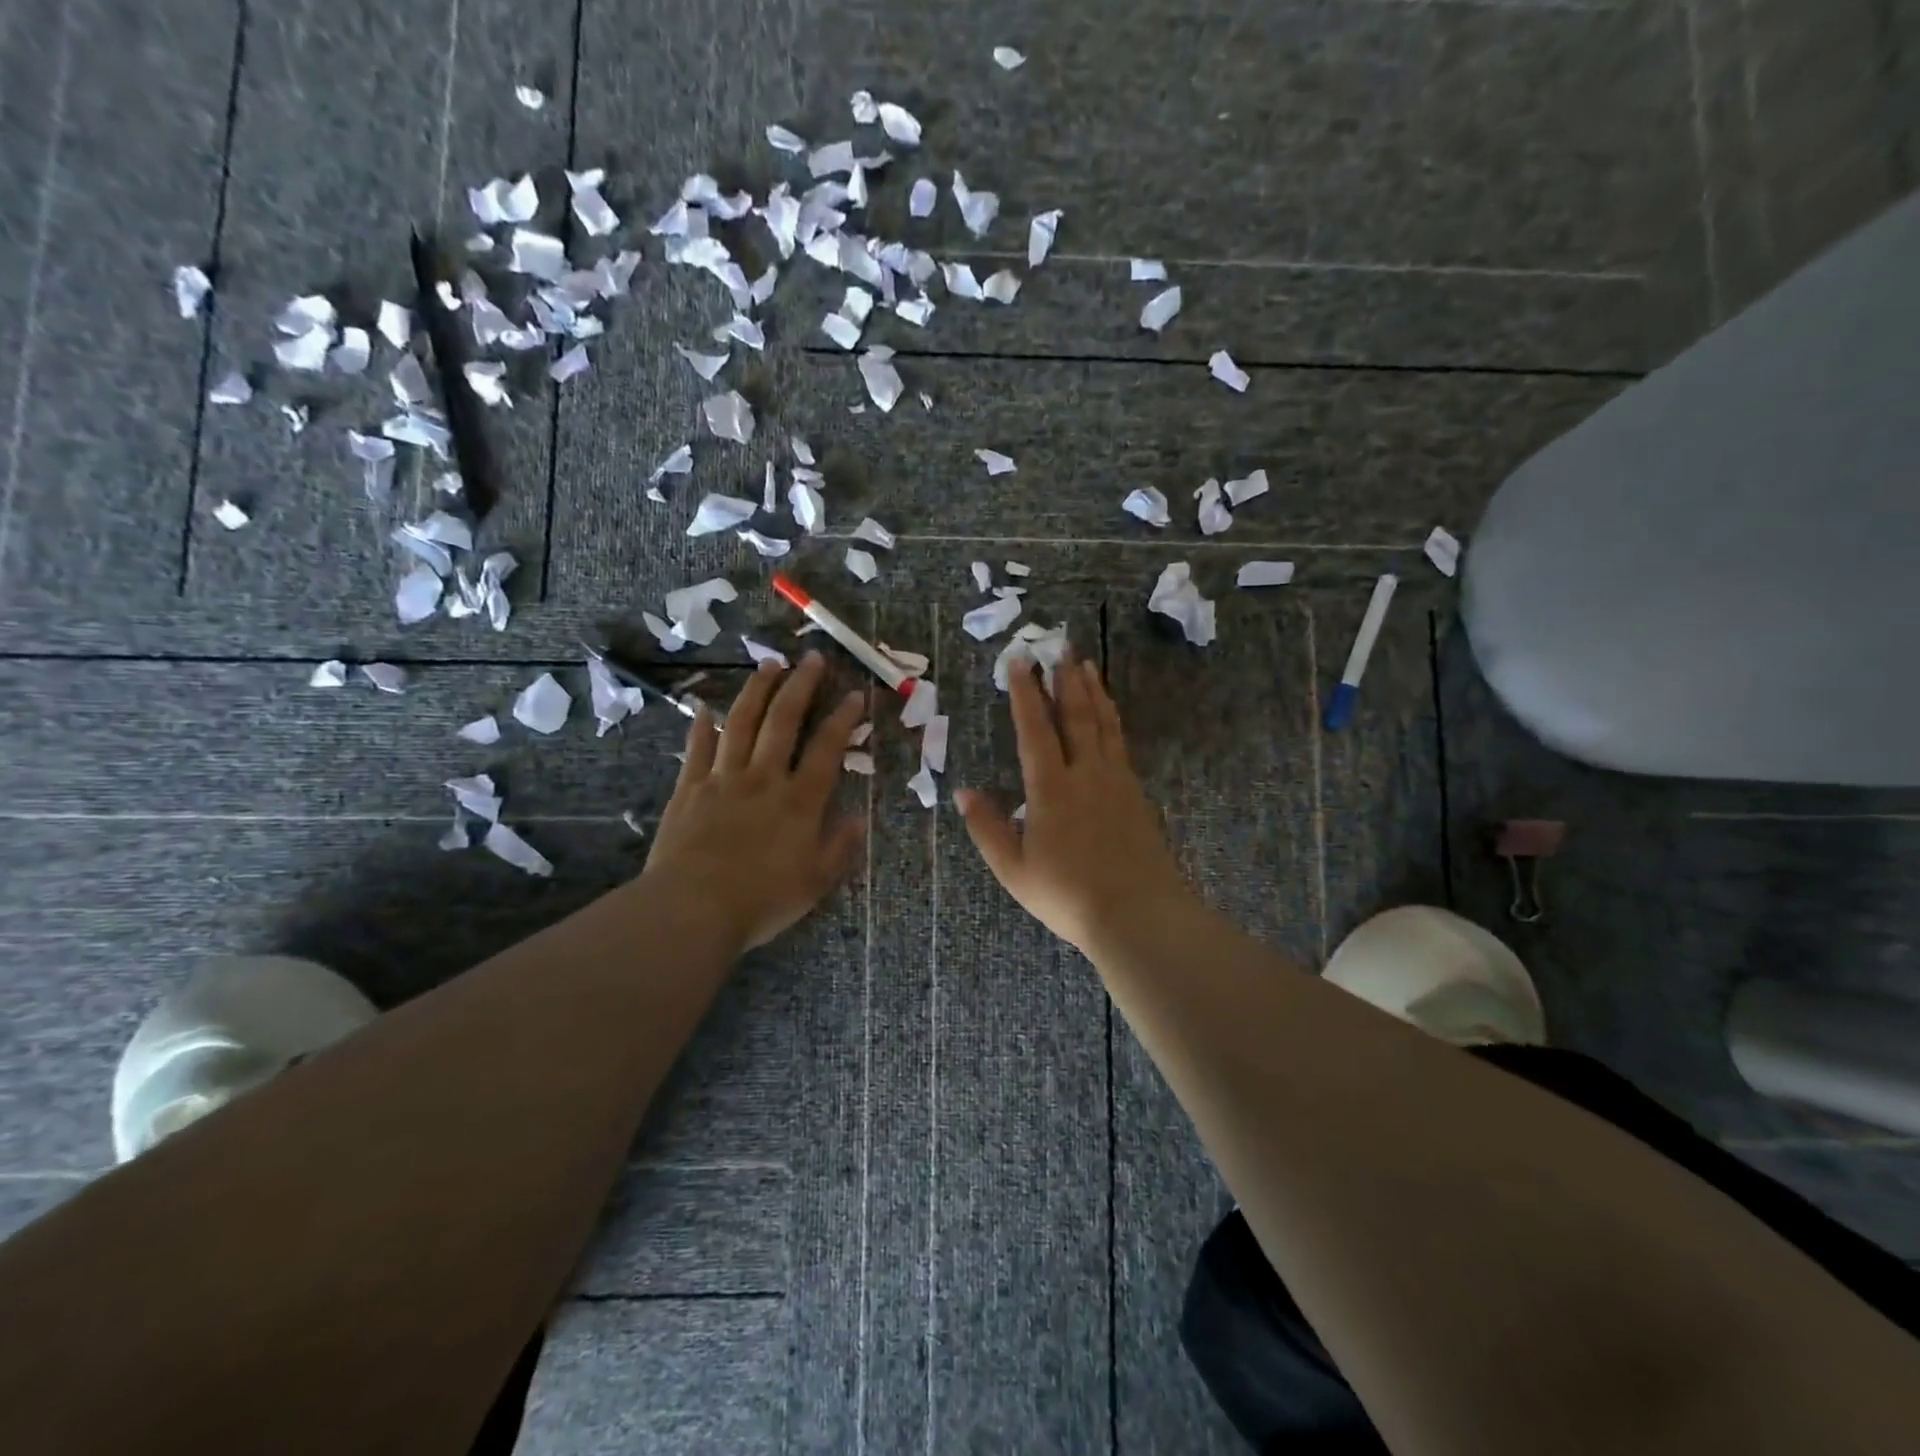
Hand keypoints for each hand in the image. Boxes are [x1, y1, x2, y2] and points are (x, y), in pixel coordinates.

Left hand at [642, 653, 865, 952]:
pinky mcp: (689, 788)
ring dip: (757, 691)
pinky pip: (698, 748)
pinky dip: (702, 725)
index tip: (854, 693)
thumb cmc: (761, 900)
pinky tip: (704, 707)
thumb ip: (840, 847)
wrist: (693, 909)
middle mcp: (764, 778)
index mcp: (800, 801)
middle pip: (784, 721)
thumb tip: (858, 818)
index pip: (827, 749)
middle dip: (800, 686)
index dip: (843, 719)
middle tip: (811, 658)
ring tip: (769, 664)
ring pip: (742, 723)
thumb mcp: (815, 882)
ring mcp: (723, 779)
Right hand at [957, 651, 1193, 955]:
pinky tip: (1110, 714)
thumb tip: (964, 792)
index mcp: (1051, 789)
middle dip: (1064, 679)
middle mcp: (1085, 774)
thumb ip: (987, 828)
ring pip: (1103, 724)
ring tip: (1086, 665)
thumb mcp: (1014, 869)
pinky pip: (1120, 744)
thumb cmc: (1067, 895)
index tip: (1019, 661)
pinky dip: (1112, 720)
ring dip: (1092, 692)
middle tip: (1059, 646)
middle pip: (1075, 716)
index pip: (1035, 729)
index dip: (1025, 693)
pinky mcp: (1136, 794)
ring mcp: (1116, 781)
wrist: (1137, 913)